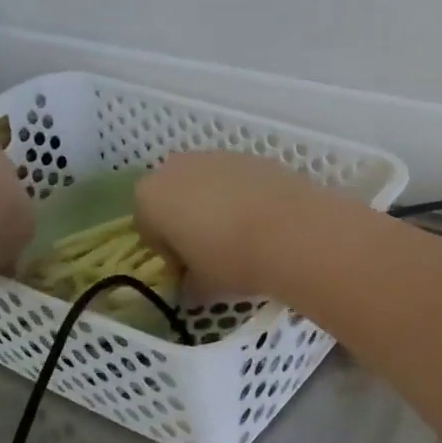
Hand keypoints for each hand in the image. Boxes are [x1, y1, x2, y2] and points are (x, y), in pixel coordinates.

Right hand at [134, 151, 328, 293]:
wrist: (293, 231)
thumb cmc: (231, 259)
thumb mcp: (201, 285)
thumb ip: (188, 284)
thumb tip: (191, 286)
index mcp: (151, 195)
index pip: (148, 227)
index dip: (168, 252)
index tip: (189, 271)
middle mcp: (180, 166)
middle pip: (176, 197)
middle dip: (189, 221)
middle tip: (212, 253)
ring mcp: (220, 156)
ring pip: (209, 185)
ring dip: (218, 207)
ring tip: (243, 238)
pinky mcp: (255, 157)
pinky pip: (240, 181)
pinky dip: (246, 198)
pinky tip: (265, 222)